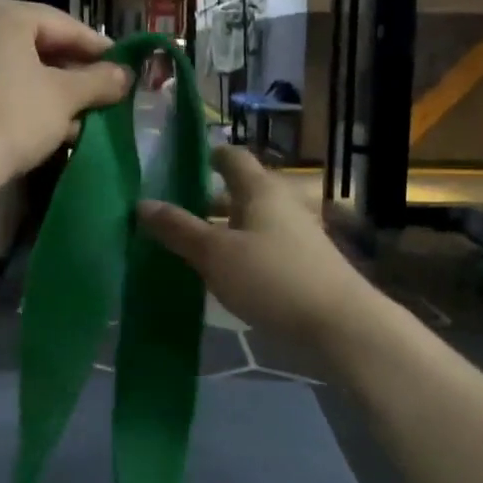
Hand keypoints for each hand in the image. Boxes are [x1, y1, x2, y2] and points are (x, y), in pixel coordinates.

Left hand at [0, 0, 131, 177]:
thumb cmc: (14, 116)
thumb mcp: (66, 97)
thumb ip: (100, 80)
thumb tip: (125, 74)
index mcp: (2, 11)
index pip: (64, 25)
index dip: (98, 49)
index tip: (124, 67)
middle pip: (38, 42)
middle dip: (72, 71)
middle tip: (102, 92)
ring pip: (16, 64)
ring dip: (49, 87)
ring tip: (79, 114)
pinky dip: (21, 94)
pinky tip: (46, 121)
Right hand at [138, 146, 370, 344]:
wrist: (341, 326)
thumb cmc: (273, 278)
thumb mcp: (215, 254)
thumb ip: (178, 229)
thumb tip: (141, 203)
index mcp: (260, 189)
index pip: (232, 157)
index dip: (208, 156)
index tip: (180, 164)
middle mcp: (280, 203)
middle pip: (240, 191)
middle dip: (207, 199)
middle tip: (171, 212)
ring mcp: (296, 235)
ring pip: (250, 221)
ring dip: (222, 229)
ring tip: (188, 245)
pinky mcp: (302, 264)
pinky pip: (261, 246)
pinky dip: (238, 251)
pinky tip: (220, 273)